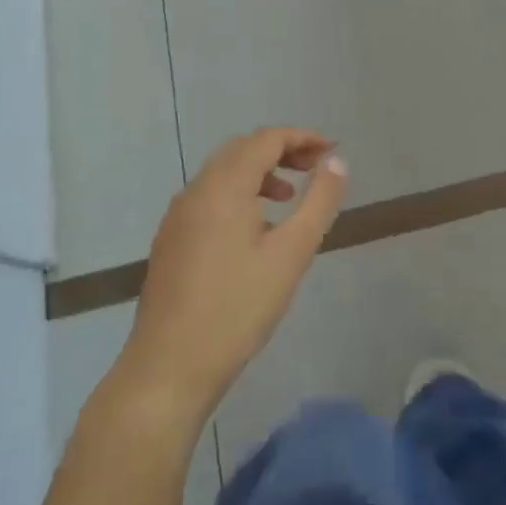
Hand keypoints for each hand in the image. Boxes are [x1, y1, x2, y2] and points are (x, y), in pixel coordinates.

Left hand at [122, 128, 347, 421]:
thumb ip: (318, 202)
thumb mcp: (291, 254)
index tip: (332, 150)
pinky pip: (208, 196)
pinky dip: (238, 193)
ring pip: (222, 173)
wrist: (168, 366)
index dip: (301, 137)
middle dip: (281, 150)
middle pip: (242, 149)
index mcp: (224, 186)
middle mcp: (196, 190)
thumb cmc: (237, 308)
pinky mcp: (170, 239)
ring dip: (259, 172)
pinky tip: (254, 229)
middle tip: (315, 168)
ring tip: (288, 197)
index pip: (266, 139)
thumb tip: (336, 162)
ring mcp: (178, 215)